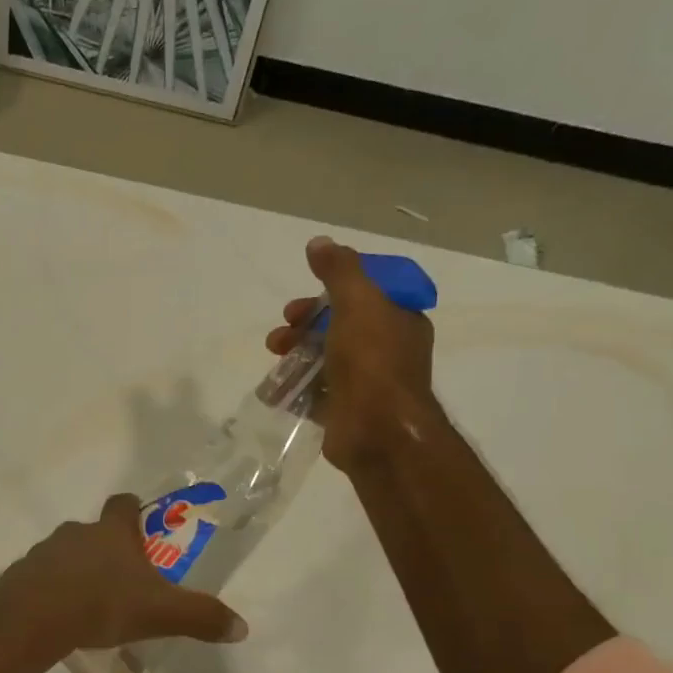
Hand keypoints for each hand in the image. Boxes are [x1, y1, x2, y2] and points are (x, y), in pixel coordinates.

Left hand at [0, 495, 248, 665]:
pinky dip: (51, 591)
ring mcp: (43, 552)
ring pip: (65, 554)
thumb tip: (241, 627)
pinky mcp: (20, 576)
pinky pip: (40, 578)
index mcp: (111, 533)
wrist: (33, 620)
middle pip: (93, 531)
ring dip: (77, 571)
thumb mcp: (160, 614)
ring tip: (89, 604)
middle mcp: (75, 533)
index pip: (123, 504)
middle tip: (121, 580)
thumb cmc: (101, 605)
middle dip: (107, 550)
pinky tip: (59, 617)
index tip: (140, 524)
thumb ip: (201, 617)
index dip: (133, 511)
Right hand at [265, 237, 437, 470]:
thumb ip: (339, 271)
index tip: (308, 293)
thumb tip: (319, 242)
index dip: (333, 290)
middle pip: (338, 325)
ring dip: (294, 351)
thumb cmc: (372, 361)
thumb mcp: (357, 303)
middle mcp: (385, 348)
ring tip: (274, 355)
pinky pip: (313, 391)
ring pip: (322, 356)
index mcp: (398, 319)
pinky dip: (292, 386)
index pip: (365, 294)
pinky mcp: (343, 409)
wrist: (376, 430)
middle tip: (285, 325)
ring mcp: (365, 381)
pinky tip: (274, 387)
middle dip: (305, 322)